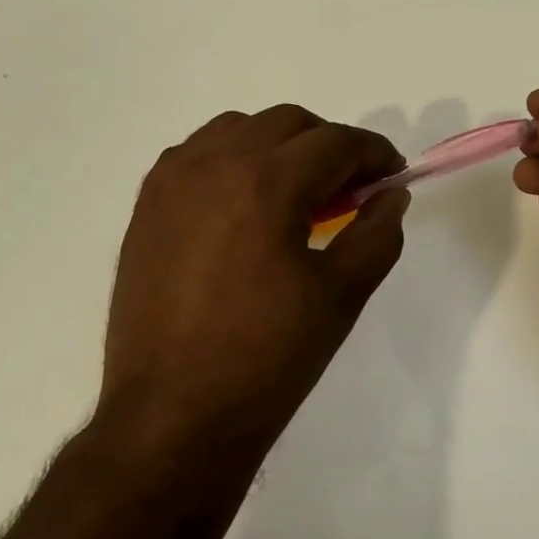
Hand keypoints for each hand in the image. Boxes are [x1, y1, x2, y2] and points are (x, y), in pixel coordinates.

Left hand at [97, 105, 408, 464]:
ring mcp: (172, 182)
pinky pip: (197, 154)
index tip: (392, 175)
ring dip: (278, 145)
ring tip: (295, 194)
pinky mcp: (147, 207)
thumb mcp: (341, 297)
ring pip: (238, 128)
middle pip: (287, 122)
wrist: (174, 415)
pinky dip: (232, 160)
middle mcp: (213, 165)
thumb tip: (392, 195)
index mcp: (266, 183)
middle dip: (329, 145)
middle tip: (350, 189)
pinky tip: (244, 205)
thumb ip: (376, 234)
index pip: (336, 142)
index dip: (374, 153)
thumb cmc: (267, 359)